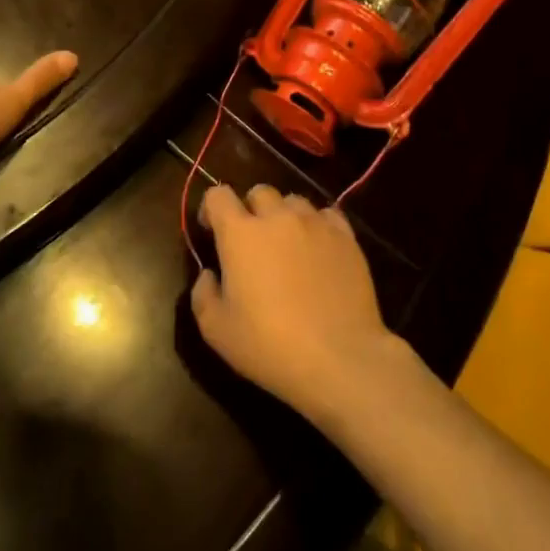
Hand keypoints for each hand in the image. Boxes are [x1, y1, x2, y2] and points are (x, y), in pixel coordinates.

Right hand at [190, 184, 405, 425]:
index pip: (218, 195)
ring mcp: (315, 224)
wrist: (340, 358)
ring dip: (284, 216)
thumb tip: (209, 274)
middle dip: (250, 210)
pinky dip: (317, 225)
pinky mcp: (346, 237)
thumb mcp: (217, 332)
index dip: (211, 208)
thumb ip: (203, 295)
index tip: (212, 231)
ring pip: (293, 201)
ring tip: (288, 245)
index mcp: (240, 234)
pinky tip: (318, 250)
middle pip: (259, 192)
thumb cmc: (271, 346)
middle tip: (253, 242)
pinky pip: (327, 215)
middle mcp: (277, 217)